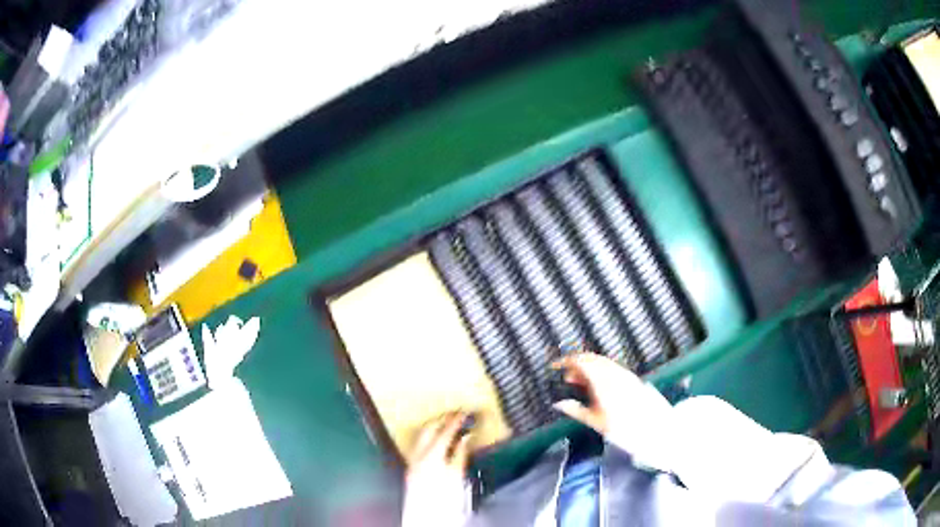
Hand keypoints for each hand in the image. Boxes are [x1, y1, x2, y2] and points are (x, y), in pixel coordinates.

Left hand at [401, 412, 472, 526]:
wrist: (426, 520)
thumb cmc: (443, 503)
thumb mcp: (458, 477)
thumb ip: (460, 455)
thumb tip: (465, 439)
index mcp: (430, 456)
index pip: (444, 431)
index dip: (456, 420)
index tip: (465, 412)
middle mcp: (417, 456)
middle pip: (428, 429)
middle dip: (442, 420)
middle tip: (456, 414)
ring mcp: (412, 463)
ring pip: (422, 437)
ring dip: (434, 429)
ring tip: (448, 425)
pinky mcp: (411, 470)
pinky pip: (419, 446)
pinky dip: (430, 440)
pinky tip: (438, 443)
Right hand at [551, 353, 676, 471]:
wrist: (657, 430)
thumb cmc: (625, 429)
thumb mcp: (597, 423)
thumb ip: (577, 411)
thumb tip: (559, 403)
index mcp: (603, 381)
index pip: (582, 362)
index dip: (566, 361)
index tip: (554, 366)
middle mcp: (614, 373)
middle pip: (592, 359)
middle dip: (576, 364)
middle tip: (564, 376)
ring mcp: (625, 375)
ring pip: (603, 363)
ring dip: (588, 368)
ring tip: (577, 382)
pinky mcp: (633, 380)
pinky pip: (611, 368)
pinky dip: (600, 372)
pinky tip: (596, 385)